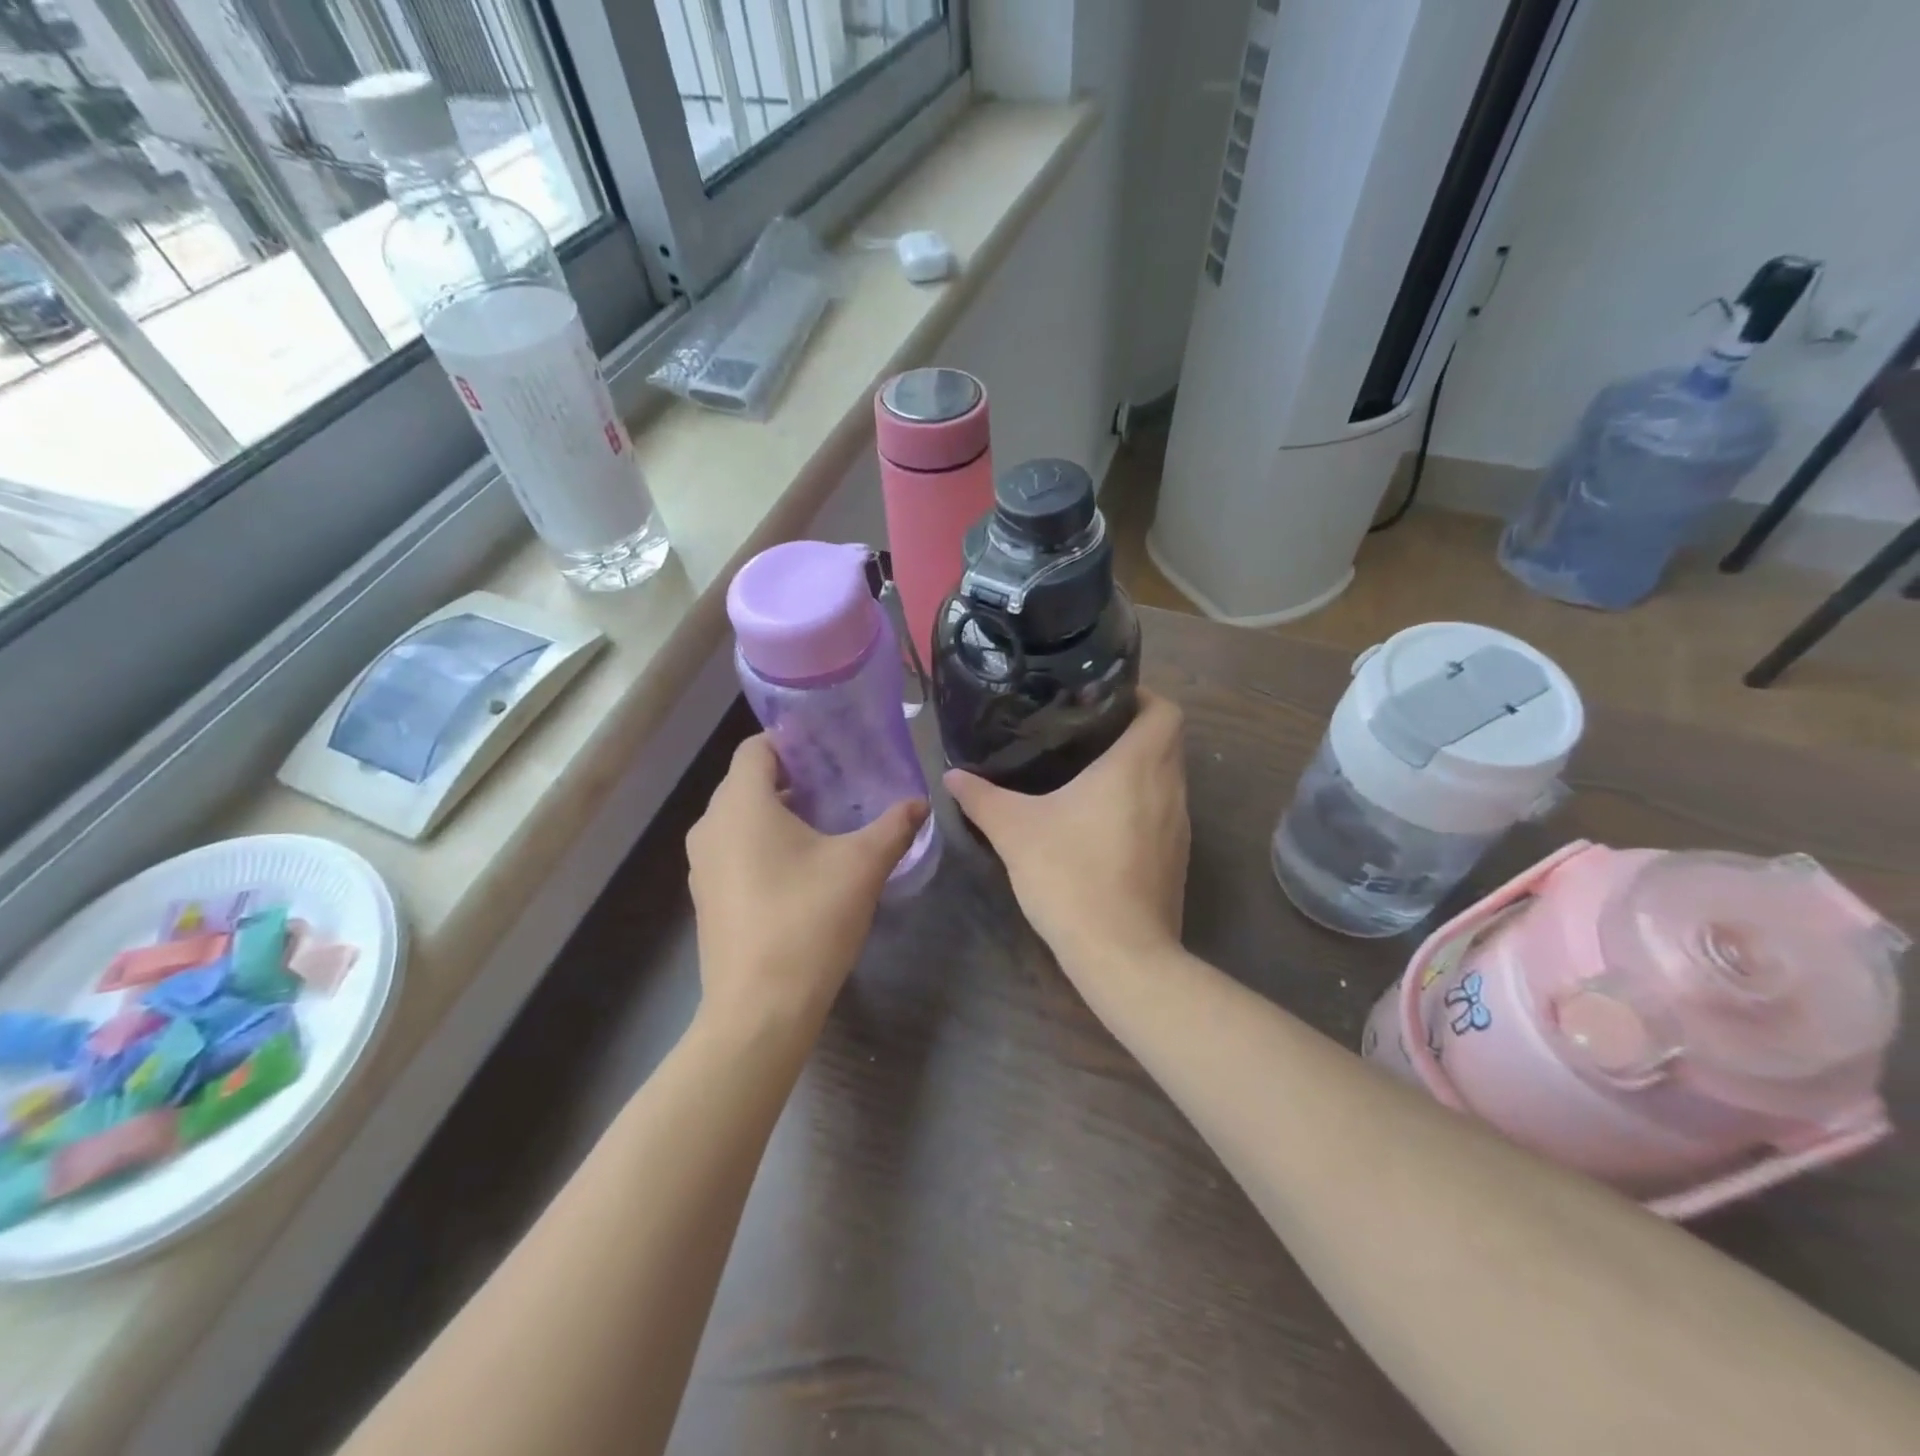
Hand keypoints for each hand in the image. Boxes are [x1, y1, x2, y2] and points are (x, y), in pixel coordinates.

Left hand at [687, 736, 927, 1034]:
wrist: (759, 1010)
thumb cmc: (808, 921)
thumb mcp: (862, 866)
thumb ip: (894, 826)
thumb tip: (920, 802)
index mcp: (741, 804)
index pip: (757, 747)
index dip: (793, 741)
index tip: (832, 748)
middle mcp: (711, 826)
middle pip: (748, 781)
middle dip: (792, 777)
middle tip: (840, 783)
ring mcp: (702, 865)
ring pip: (740, 818)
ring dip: (778, 812)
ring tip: (826, 822)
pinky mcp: (707, 897)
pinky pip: (735, 850)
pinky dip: (763, 844)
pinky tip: (802, 868)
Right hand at [944, 690, 1189, 970]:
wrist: (1121, 954)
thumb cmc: (1071, 875)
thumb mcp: (1014, 830)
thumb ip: (981, 797)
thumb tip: (951, 775)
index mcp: (1139, 765)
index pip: (1164, 710)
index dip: (1141, 696)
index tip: (1103, 699)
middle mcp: (1169, 788)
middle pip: (1168, 741)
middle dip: (1133, 730)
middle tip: (1084, 731)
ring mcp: (1179, 827)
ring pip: (1167, 779)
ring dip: (1139, 769)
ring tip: (1090, 771)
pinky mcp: (1175, 859)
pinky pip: (1163, 813)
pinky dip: (1140, 804)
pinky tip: (1101, 822)